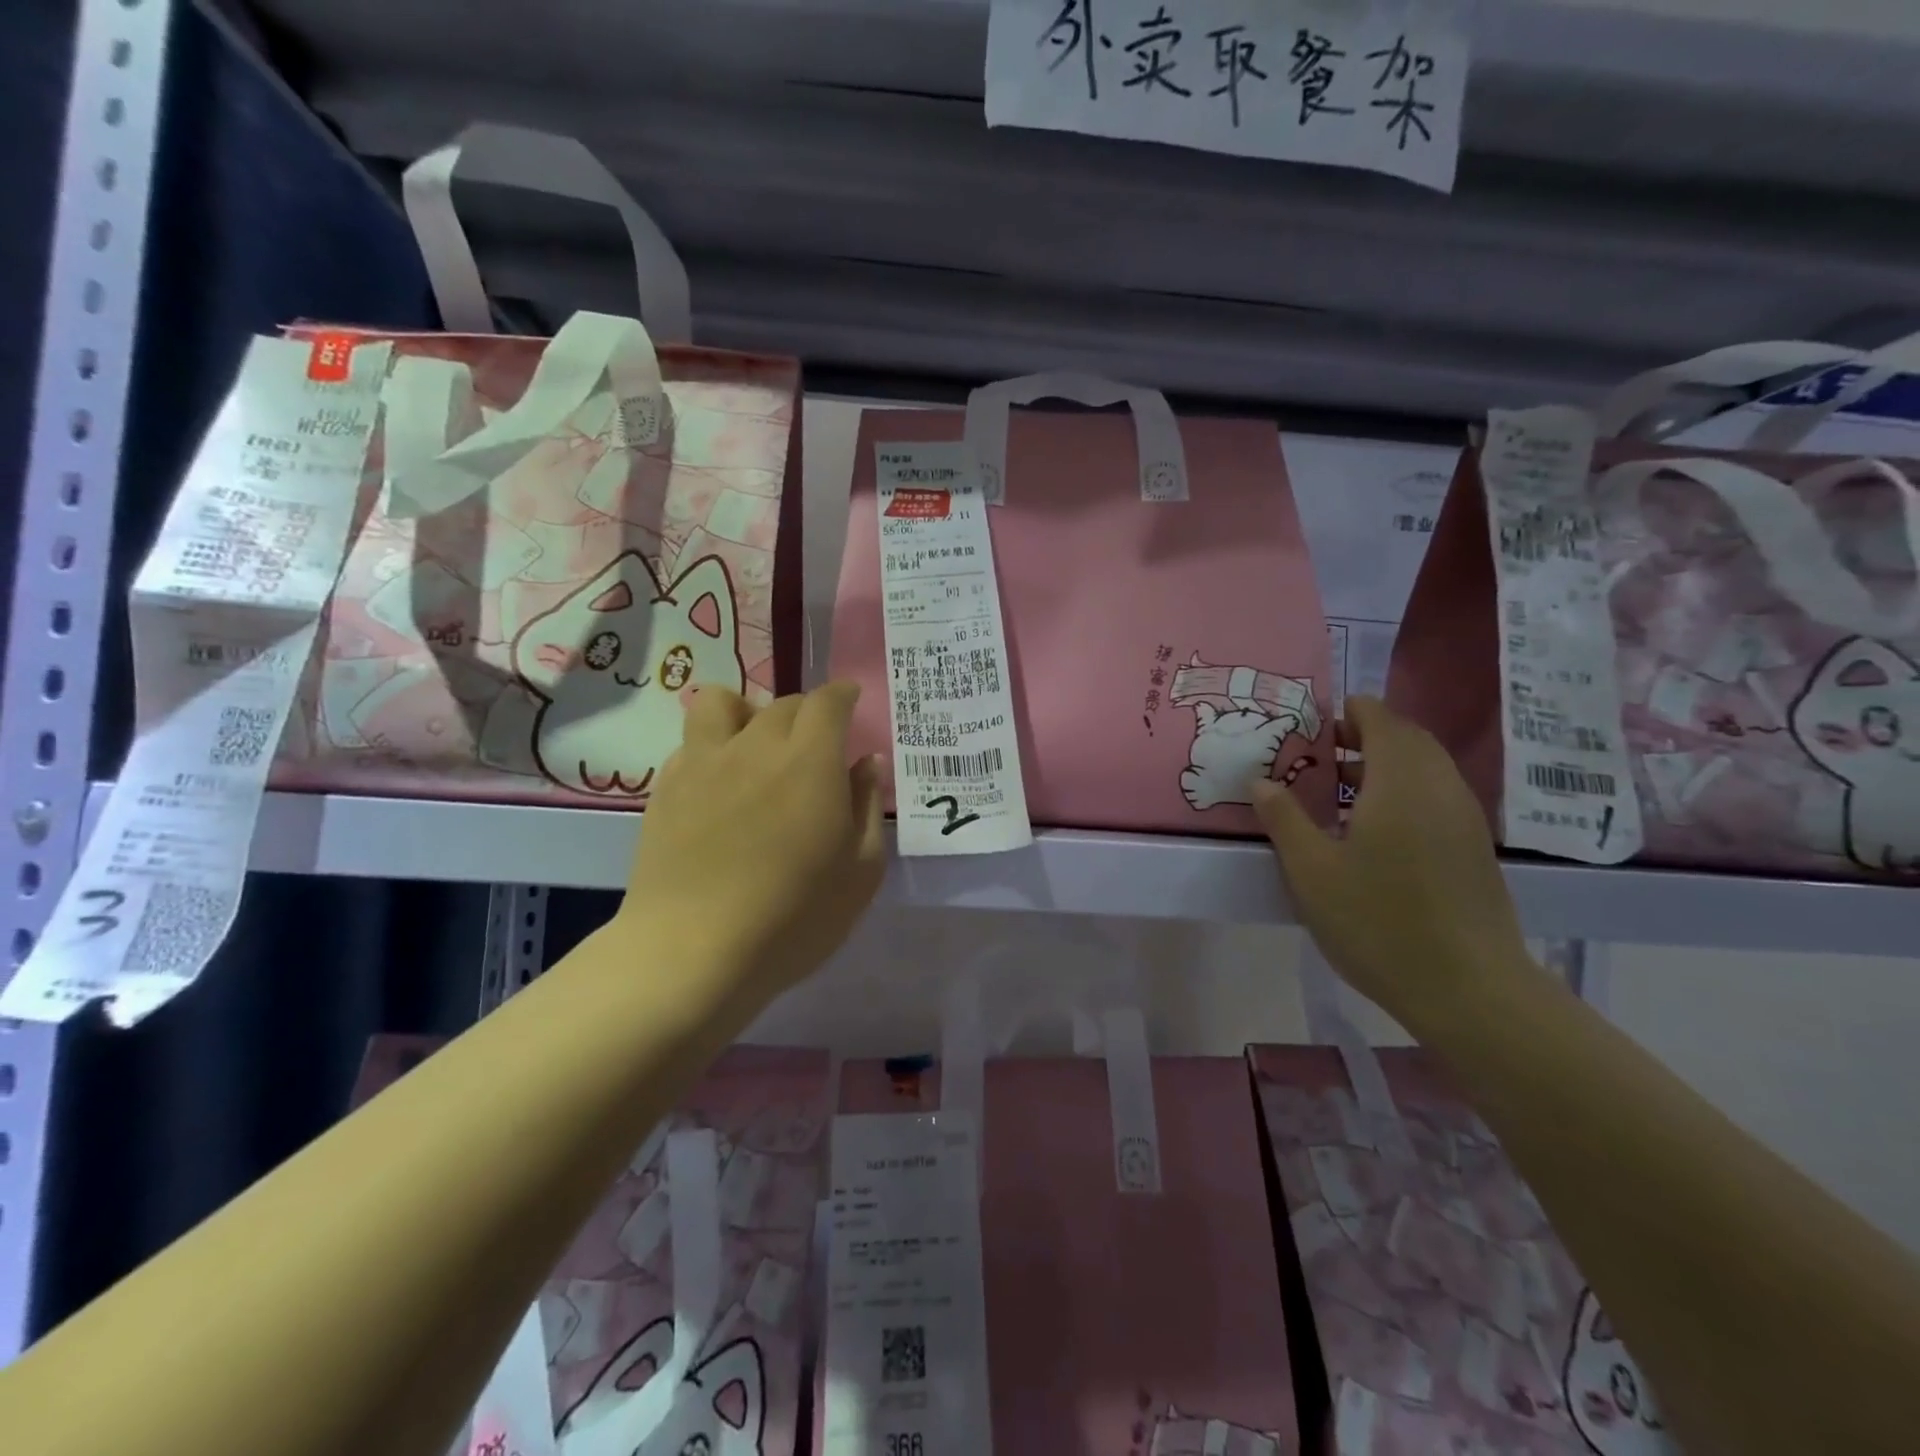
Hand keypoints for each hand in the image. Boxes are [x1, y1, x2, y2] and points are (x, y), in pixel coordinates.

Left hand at [618, 681, 885, 1011]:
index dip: (843, 695)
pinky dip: (713, 748)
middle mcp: (755, 745)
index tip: (850, 703)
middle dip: (807, 713)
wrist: (692, 952)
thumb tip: (867, 762)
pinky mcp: (666, 788)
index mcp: (810, 761)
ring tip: (755, 746)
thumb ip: (866, 806)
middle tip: (815, 747)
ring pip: (722, 703)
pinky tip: (719, 786)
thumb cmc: (793, 917)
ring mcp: (703, 763)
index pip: (827, 701)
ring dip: (747, 712)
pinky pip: (692, 743)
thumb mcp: (860, 871)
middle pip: (783, 703)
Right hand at [1251, 696, 1530, 1029]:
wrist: (1469, 990)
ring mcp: (1465, 819)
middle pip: (1408, 739)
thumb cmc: (1379, 921)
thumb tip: (1262, 782)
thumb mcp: (1312, 871)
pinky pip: (1437, 797)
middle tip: (1321, 756)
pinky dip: (1404, 792)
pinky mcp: (1474, 848)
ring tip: (1340, 793)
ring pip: (1426, 769)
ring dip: (1385, 765)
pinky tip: (1374, 831)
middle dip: (1365, 736)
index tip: (1312, 726)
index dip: (1348, 713)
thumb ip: (1284, 819)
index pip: (1381, 719)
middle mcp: (1440, 788)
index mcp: (1401, 782)